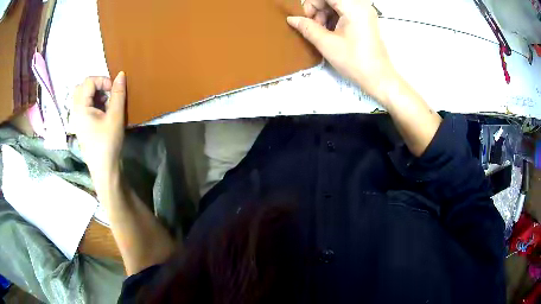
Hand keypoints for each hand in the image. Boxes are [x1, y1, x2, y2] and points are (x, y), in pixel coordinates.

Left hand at [71, 72, 125, 190]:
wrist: (104, 169)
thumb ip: (118, 94)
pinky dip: (93, 103)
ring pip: (82, 96)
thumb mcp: (115, 117)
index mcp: (80, 108)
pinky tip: (103, 113)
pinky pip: (84, 106)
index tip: (113, 90)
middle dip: (97, 86)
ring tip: (106, 104)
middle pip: (82, 87)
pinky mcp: (81, 125)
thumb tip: (121, 74)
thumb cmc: (108, 143)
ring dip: (95, 94)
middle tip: (108, 95)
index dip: (103, 80)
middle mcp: (75, 111)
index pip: (88, 81)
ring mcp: (77, 118)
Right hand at [288, 0, 397, 102]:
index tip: (308, 19)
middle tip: (315, 27)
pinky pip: (344, 11)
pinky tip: (332, 32)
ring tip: (323, 32)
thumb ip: (307, 27)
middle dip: (318, 9)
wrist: (378, 78)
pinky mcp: (365, 19)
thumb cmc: (354, 61)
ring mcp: (364, 11)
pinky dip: (334, 18)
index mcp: (353, 7)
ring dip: (325, 14)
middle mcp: (361, 5)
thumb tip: (291, 19)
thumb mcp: (327, 44)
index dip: (312, 4)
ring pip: (336, 4)